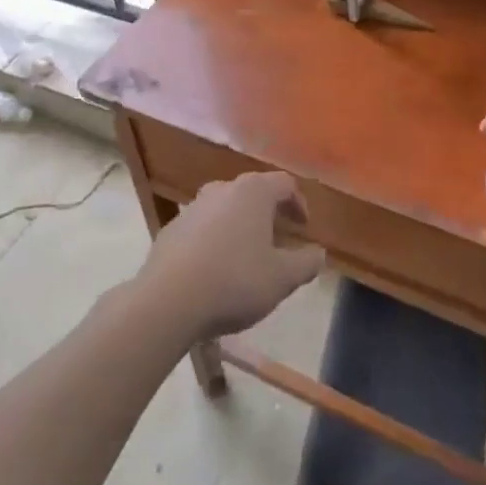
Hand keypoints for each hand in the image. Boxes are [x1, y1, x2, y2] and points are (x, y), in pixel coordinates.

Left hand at [138, 173, 325, 339]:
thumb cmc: (234, 281)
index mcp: (253, 192)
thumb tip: (319, 253)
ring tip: (247, 256)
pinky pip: (202, 228)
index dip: (299, 203)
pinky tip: (215, 269)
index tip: (303, 228)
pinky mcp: (171, 229)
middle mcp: (223, 189)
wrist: (167, 300)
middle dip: (269, 214)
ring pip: (226, 209)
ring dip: (241, 226)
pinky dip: (215, 240)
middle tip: (279, 240)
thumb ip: (306, 263)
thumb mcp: (282, 279)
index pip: (285, 184)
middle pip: (254, 193)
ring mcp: (193, 207)